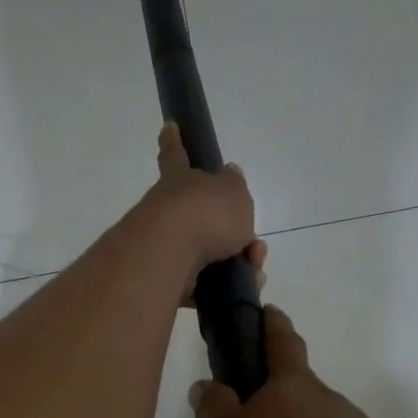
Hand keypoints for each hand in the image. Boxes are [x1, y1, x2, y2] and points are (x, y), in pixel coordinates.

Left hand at [139, 123, 265, 302]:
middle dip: (232, 232)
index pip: (176, 154)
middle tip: (252, 247)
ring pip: (208, 254)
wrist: (170, 255)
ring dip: (237, 263)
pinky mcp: (167, 279)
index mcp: (180, 180)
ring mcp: (165, 246)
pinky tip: (240, 290)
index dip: (175, 141)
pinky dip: (223, 288)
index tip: (168, 126)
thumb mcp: (233, 191)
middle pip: (202, 217)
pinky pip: (202, 284)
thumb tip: (228, 176)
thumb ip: (233, 185)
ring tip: (252, 270)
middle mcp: (167, 210)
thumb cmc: (204, 213)